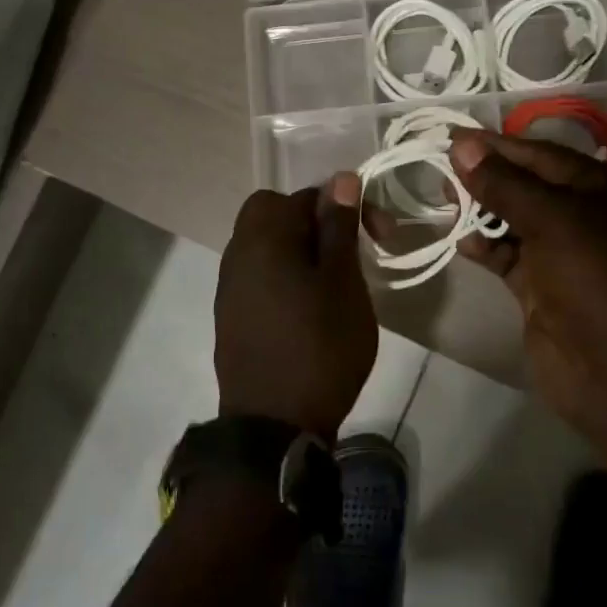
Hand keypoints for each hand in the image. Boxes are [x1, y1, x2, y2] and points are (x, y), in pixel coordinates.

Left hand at [214, 173, 375, 439]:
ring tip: (332, 283)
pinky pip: (258, 274)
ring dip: (299, 250)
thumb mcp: (343, 283)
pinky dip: (283, 276)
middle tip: (346, 254)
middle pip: (274, 213)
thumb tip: (341, 178)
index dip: (346, 207)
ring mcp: (229, 286)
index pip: (306, 195)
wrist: (273, 427)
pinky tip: (307, 307)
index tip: (377, 236)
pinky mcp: (230, 314)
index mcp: (264, 237)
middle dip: (314, 224)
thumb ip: (339, 227)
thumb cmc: (320, 348)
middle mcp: (237, 252)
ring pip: (265, 245)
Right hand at [449, 132, 606, 467]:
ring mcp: (566, 256)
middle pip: (529, 186)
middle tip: (441, 170)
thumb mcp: (553, 220)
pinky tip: (461, 241)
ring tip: (444, 202)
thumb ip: (505, 184)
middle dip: (487, 178)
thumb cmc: (597, 279)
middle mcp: (591, 218)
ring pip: (516, 221)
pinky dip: (486, 247)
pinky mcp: (544, 289)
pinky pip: (509, 256)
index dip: (500, 146)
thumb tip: (461, 146)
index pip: (545, 156)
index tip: (454, 138)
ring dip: (482, 211)